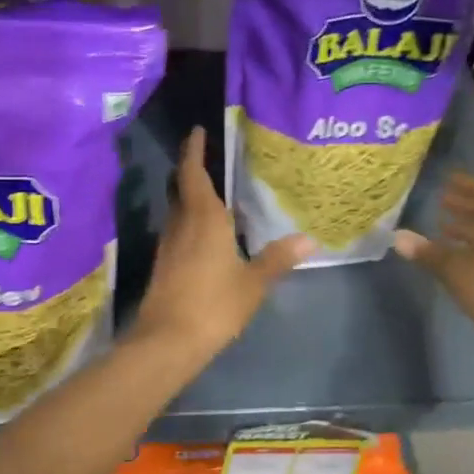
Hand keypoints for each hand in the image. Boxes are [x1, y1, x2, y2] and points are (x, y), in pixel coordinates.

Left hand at [132, 128, 312, 358]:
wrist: (167, 341)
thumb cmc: (214, 305)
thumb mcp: (253, 283)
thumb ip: (277, 259)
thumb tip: (308, 240)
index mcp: (203, 218)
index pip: (193, 173)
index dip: (193, 150)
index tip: (197, 131)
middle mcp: (181, 225)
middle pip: (183, 190)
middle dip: (194, 173)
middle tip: (215, 163)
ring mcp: (169, 246)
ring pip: (180, 213)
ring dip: (194, 202)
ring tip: (221, 200)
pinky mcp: (164, 267)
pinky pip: (180, 234)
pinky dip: (193, 226)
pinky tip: (211, 238)